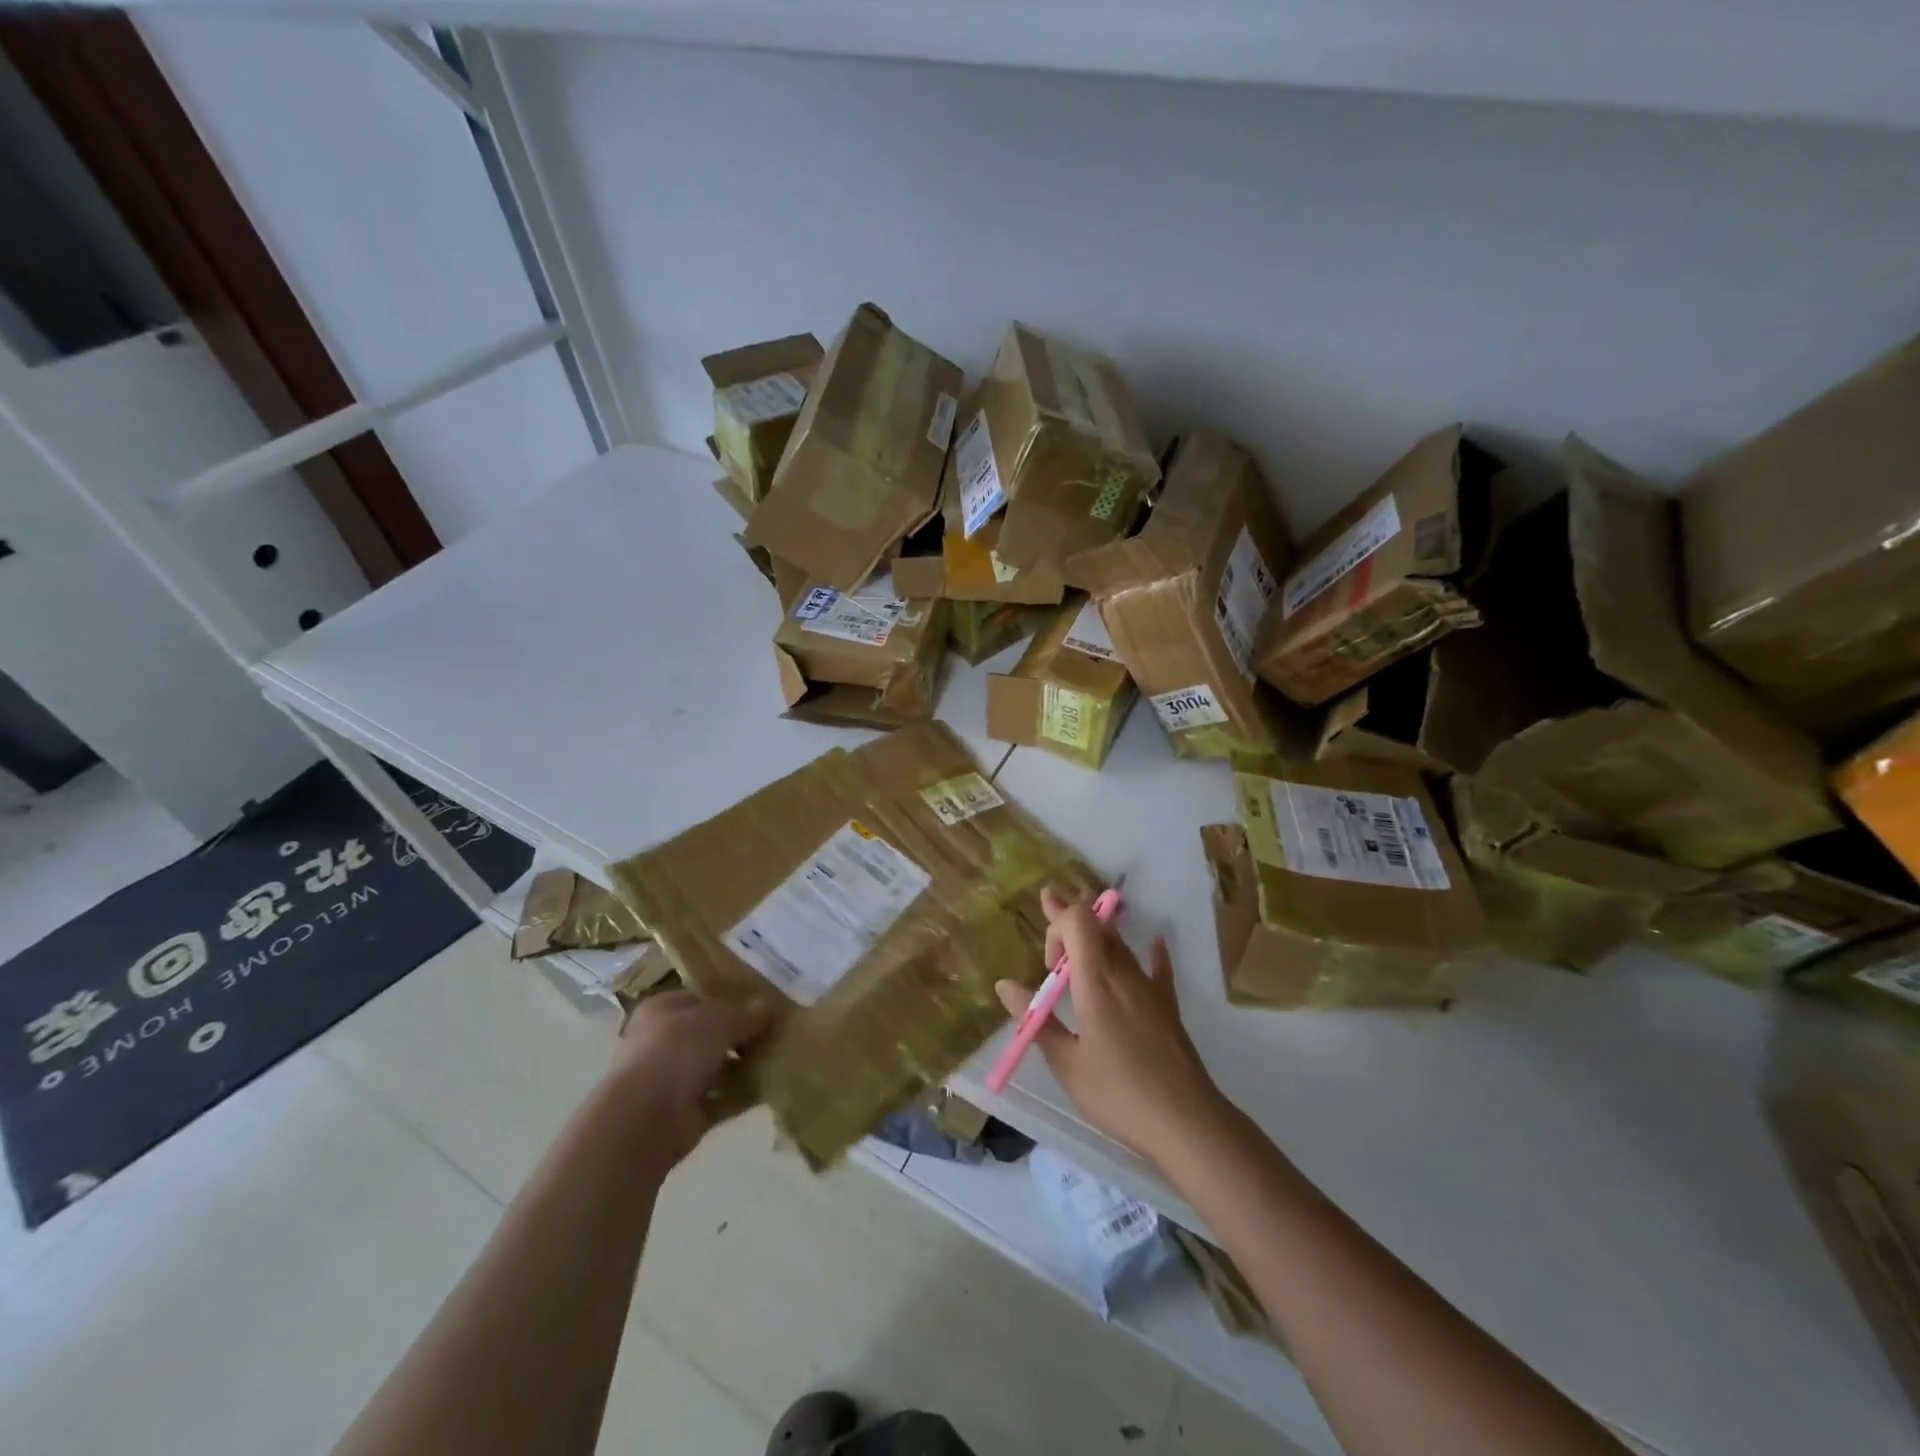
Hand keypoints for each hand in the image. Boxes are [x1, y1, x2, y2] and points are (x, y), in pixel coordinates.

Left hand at [605, 990, 769, 1167]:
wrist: (646, 1118)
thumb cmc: (677, 1050)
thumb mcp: (719, 1019)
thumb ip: (746, 1014)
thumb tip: (768, 1007)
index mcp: (661, 1010)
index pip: (699, 999)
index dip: (729, 1000)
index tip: (761, 1005)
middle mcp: (662, 1043)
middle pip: (709, 1034)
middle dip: (740, 1035)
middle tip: (775, 1032)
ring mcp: (671, 1081)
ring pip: (716, 1067)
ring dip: (744, 1066)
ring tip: (779, 1057)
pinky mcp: (684, 1114)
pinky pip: (721, 1098)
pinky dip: (742, 1094)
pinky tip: (770, 1086)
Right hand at [996, 887, 1230, 1168]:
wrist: (1186, 1123)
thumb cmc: (1118, 1094)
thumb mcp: (1066, 1063)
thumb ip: (1036, 1020)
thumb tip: (1004, 985)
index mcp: (1095, 982)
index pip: (1078, 921)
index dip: (1058, 921)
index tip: (1047, 961)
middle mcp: (1123, 974)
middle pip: (1098, 927)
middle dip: (1070, 916)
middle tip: (1050, 904)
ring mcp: (1150, 988)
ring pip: (1121, 945)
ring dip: (1098, 933)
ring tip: (1080, 930)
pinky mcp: (1168, 1007)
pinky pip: (1158, 968)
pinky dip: (1152, 952)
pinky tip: (1156, 943)